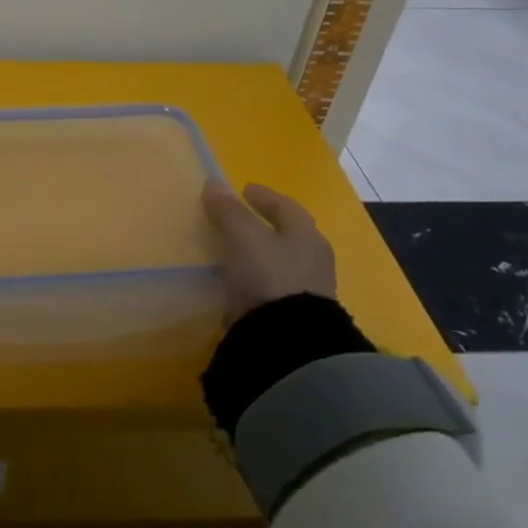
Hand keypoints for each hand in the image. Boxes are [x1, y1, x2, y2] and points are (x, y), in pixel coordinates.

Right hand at [201, 181, 336, 323]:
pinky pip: (273, 288)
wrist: (287, 343)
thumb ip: (229, 211)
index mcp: (306, 236)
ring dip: (261, 254)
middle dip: (265, 225)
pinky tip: (240, 283)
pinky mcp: (295, 318)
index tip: (244, 189)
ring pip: (281, 262)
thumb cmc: (269, 276)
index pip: (286, 207)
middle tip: (241, 219)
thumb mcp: (243, 237)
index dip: (264, 196)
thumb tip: (214, 184)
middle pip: (287, 235)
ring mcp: (308, 292)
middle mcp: (313, 260)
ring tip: (235, 252)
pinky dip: (257, 280)